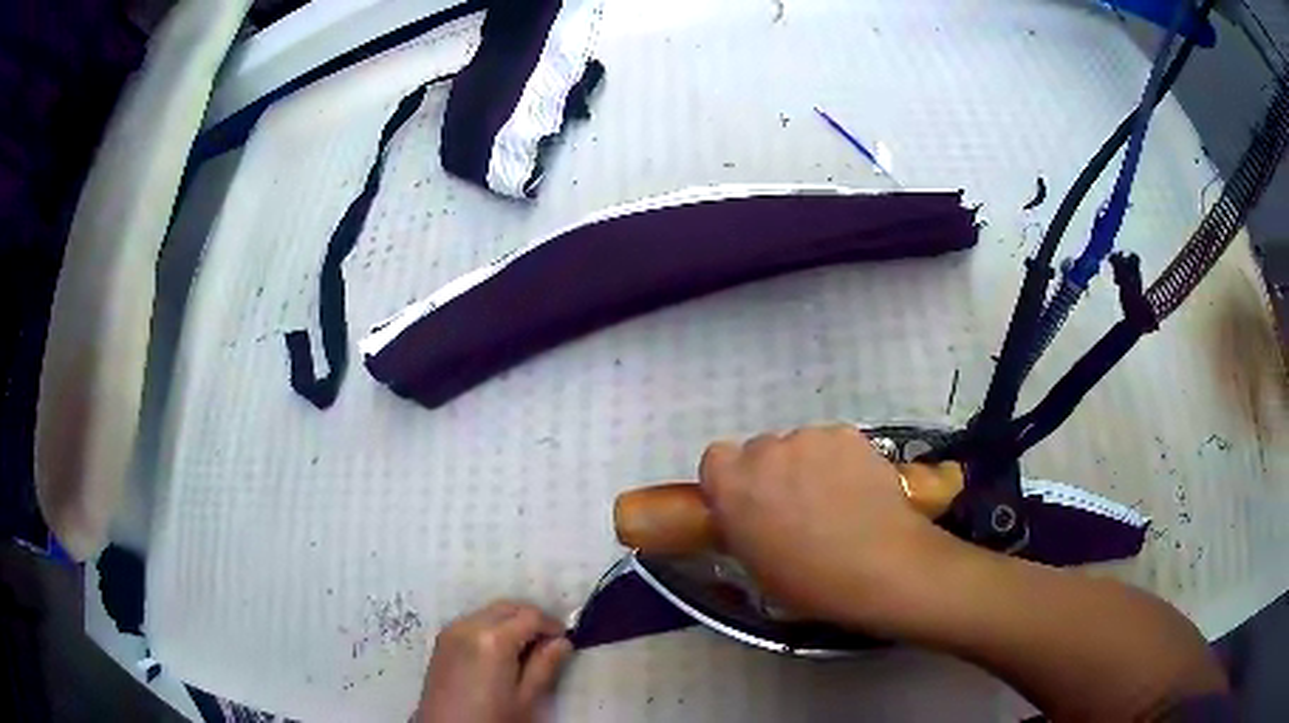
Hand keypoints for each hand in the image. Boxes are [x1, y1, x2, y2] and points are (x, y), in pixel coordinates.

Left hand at [417, 600, 572, 722]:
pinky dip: (491, 627)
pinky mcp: (442, 641)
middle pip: (508, 607)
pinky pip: (472, 621)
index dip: (552, 625)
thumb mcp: (526, 698)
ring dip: (510, 621)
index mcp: (493, 639)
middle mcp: (469, 625)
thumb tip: (562, 642)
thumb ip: (544, 666)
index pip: (531, 616)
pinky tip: (499, 652)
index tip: (565, 640)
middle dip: (531, 618)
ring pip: (489, 612)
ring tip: (525, 649)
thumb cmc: (491, 718)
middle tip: (548, 643)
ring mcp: (452, 631)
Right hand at [699, 424, 949, 627]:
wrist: (878, 566)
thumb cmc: (808, 581)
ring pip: (802, 444)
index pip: (716, 459)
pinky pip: (835, 442)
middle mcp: (765, 451)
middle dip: (775, 472)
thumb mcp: (754, 565)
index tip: (750, 502)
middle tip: (797, 504)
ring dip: (810, 464)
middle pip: (761, 450)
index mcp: (732, 485)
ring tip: (836, 498)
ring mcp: (810, 438)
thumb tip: (750, 515)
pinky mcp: (848, 434)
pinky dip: (842, 460)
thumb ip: (742, 526)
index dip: (734, 479)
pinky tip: (859, 489)